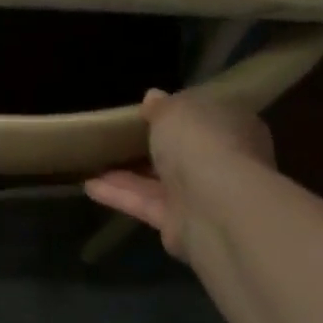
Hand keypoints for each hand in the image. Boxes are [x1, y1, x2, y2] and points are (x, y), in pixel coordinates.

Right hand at [84, 89, 274, 259]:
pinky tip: (89, 185)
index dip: (180, 112)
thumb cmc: (202, 142)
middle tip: (118, 135)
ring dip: (128, 173)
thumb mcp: (176, 110)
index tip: (150, 109)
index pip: (207, 116)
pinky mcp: (178, 224)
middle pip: (184, 152)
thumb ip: (161, 106)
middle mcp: (222, 161)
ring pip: (160, 180)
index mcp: (232, 126)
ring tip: (94, 160)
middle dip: (154, 146)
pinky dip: (119, 194)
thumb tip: (153, 98)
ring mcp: (201, 196)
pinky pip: (145, 203)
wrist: (214, 205)